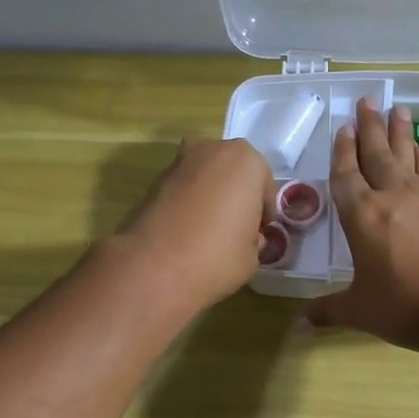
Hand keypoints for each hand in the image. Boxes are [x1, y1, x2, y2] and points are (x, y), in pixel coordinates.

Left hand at [117, 137, 273, 312]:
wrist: (155, 267)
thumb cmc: (217, 257)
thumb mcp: (253, 255)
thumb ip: (255, 238)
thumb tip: (248, 237)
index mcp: (245, 160)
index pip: (264, 186)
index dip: (263, 213)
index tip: (259, 234)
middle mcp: (212, 150)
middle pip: (233, 173)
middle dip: (236, 197)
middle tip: (236, 230)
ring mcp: (179, 162)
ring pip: (206, 179)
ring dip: (211, 198)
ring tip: (209, 233)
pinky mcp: (154, 181)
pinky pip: (183, 190)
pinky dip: (189, 204)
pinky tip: (187, 233)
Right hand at [306, 98, 418, 350]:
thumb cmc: (403, 306)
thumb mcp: (358, 310)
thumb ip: (327, 310)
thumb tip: (299, 323)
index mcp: (362, 216)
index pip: (346, 175)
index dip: (342, 152)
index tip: (343, 128)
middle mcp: (390, 198)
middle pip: (377, 154)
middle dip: (370, 127)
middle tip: (367, 100)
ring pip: (405, 157)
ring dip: (399, 133)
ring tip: (398, 108)